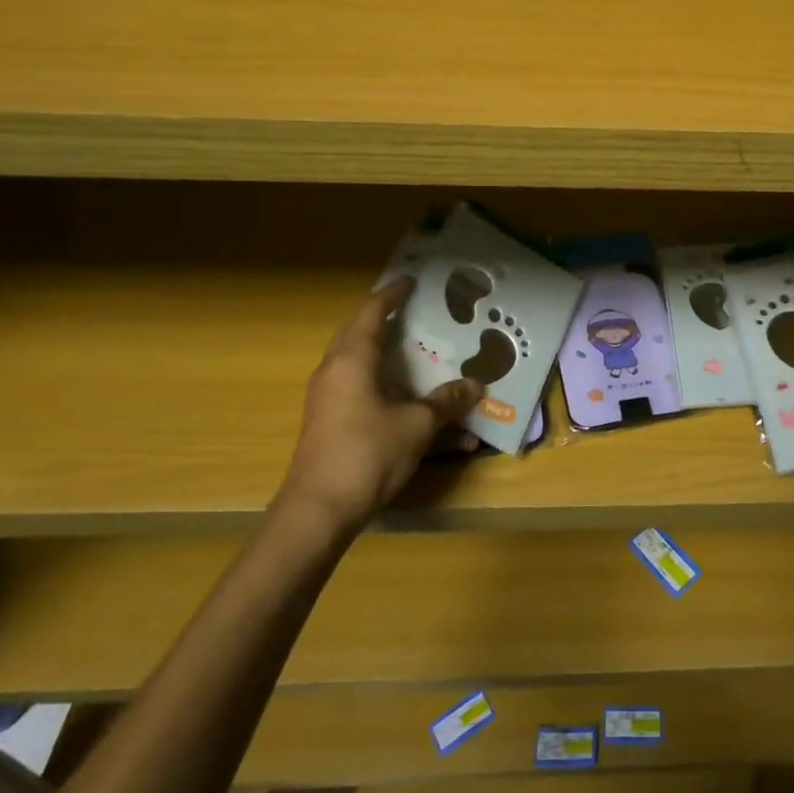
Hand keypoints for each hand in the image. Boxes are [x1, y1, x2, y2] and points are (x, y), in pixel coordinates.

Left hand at [276, 278, 481, 533]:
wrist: (318, 511)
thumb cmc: (368, 454)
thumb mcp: (417, 425)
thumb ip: (446, 401)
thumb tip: (475, 386)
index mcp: (352, 359)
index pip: (372, 312)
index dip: (392, 294)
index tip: (411, 281)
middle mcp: (334, 371)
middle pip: (357, 333)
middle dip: (384, 320)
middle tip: (413, 311)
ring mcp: (326, 398)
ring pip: (356, 362)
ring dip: (383, 353)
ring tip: (414, 350)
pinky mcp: (327, 422)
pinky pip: (357, 388)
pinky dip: (381, 383)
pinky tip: (407, 400)